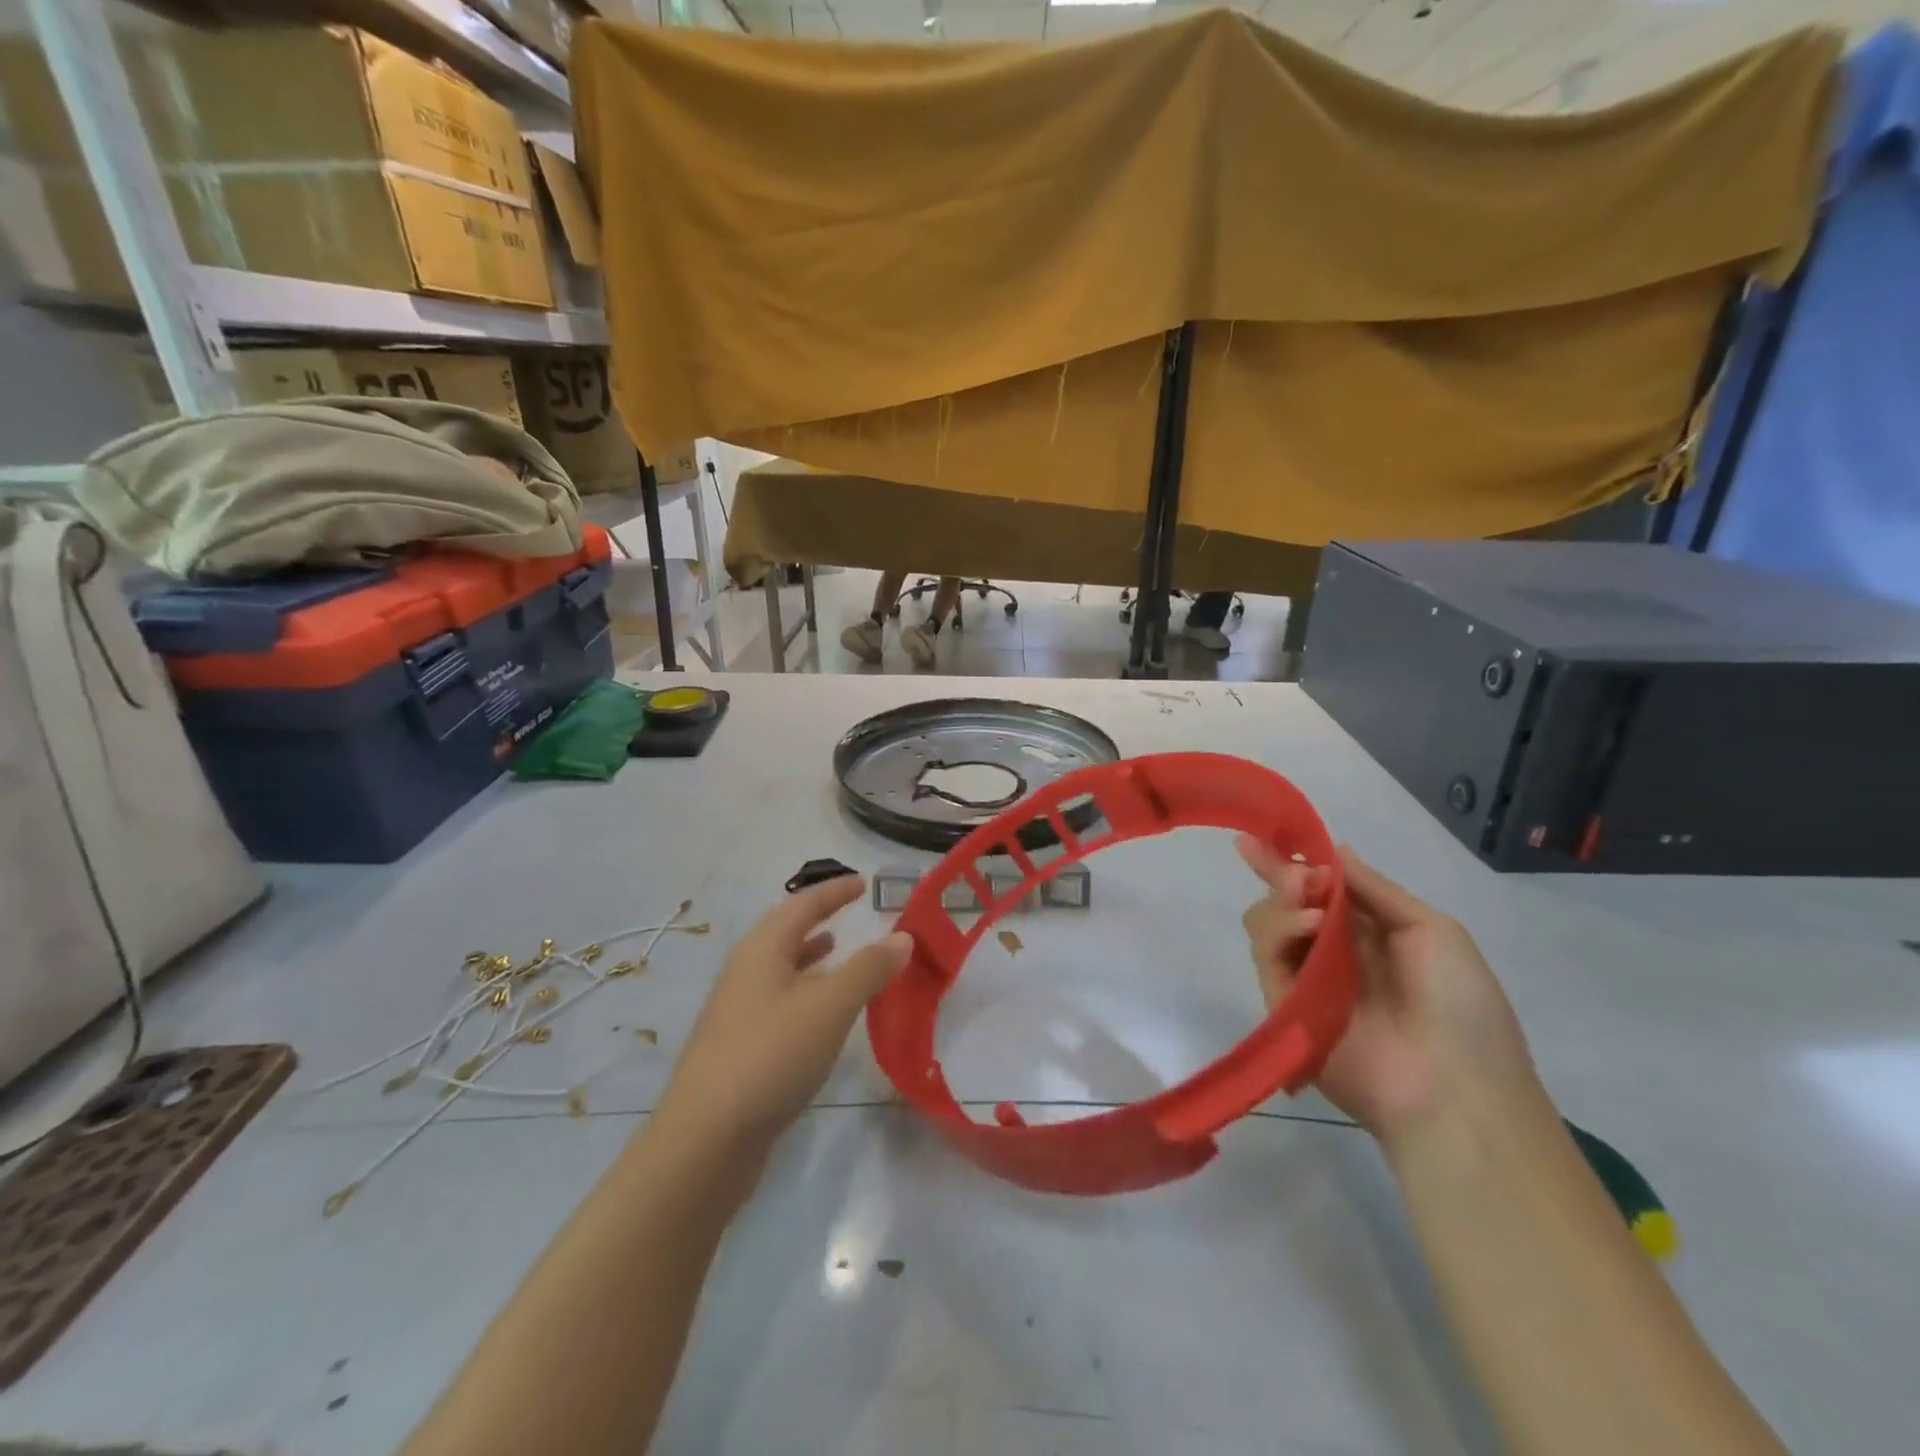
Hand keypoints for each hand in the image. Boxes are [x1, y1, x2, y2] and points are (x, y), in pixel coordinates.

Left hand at [654, 878, 909, 1159]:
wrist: (705, 1141)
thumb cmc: (771, 1056)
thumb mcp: (829, 1006)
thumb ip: (868, 969)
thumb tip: (902, 936)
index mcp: (761, 951)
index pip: (802, 905)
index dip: (834, 891)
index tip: (862, 882)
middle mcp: (745, 973)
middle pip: (784, 933)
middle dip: (818, 919)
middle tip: (851, 913)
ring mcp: (738, 1013)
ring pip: (781, 970)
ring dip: (810, 957)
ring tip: (838, 951)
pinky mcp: (740, 1049)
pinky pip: (779, 1003)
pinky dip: (805, 993)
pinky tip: (822, 1015)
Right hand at [1237, 839, 1544, 1145]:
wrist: (1455, 1089)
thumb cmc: (1461, 1004)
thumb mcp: (1434, 931)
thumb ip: (1377, 890)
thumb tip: (1336, 852)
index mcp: (1371, 934)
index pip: (1323, 890)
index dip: (1296, 862)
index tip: (1266, 834)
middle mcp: (1332, 952)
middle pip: (1286, 902)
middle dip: (1278, 873)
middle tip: (1266, 854)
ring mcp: (1305, 978)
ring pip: (1268, 922)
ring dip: (1283, 899)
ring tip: (1307, 897)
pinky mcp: (1283, 1004)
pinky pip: (1266, 956)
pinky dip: (1281, 930)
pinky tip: (1310, 924)